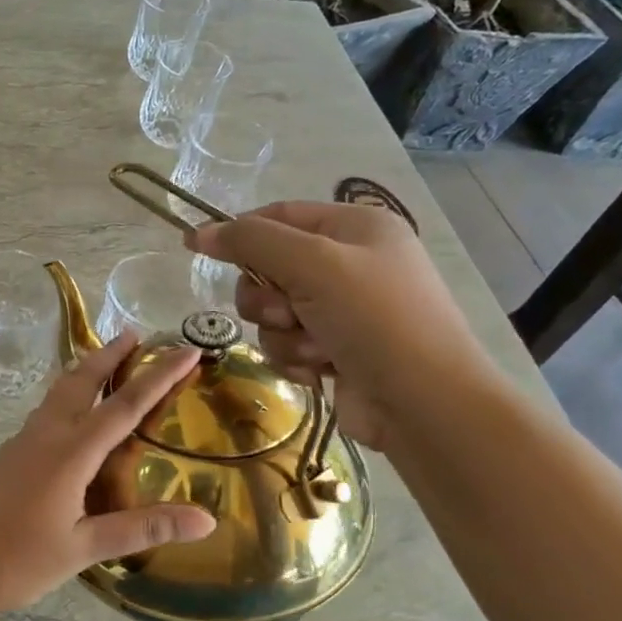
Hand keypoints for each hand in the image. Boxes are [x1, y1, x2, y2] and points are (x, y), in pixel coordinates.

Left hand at [0, 333, 215, 613]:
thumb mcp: (84, 548)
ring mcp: (23, 440)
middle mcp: (47, 434)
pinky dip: (68, 394)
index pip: (125, 405)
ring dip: (86, 370)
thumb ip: (143, 528)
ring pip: (60, 391)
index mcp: (70, 453)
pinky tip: (74, 412)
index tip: (186, 350)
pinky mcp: (9, 452)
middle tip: (135, 333)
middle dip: (111, 354)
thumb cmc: (17, 560)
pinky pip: (46, 409)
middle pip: (83, 380)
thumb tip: (206, 520)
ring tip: (107, 359)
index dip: (160, 376)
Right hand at [186, 200, 497, 450]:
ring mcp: (344, 310)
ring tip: (316, 349)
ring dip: (284, 334)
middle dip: (267, 297)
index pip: (279, 215)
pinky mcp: (336, 351)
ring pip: (274, 312)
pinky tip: (322, 371)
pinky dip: (297, 359)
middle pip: (269, 268)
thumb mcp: (313, 264)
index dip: (239, 231)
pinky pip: (288, 344)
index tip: (196, 247)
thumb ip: (252, 242)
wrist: (425, 404)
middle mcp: (350, 264)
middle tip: (287, 312)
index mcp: (356, 227)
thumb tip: (199, 232)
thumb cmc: (374, 319)